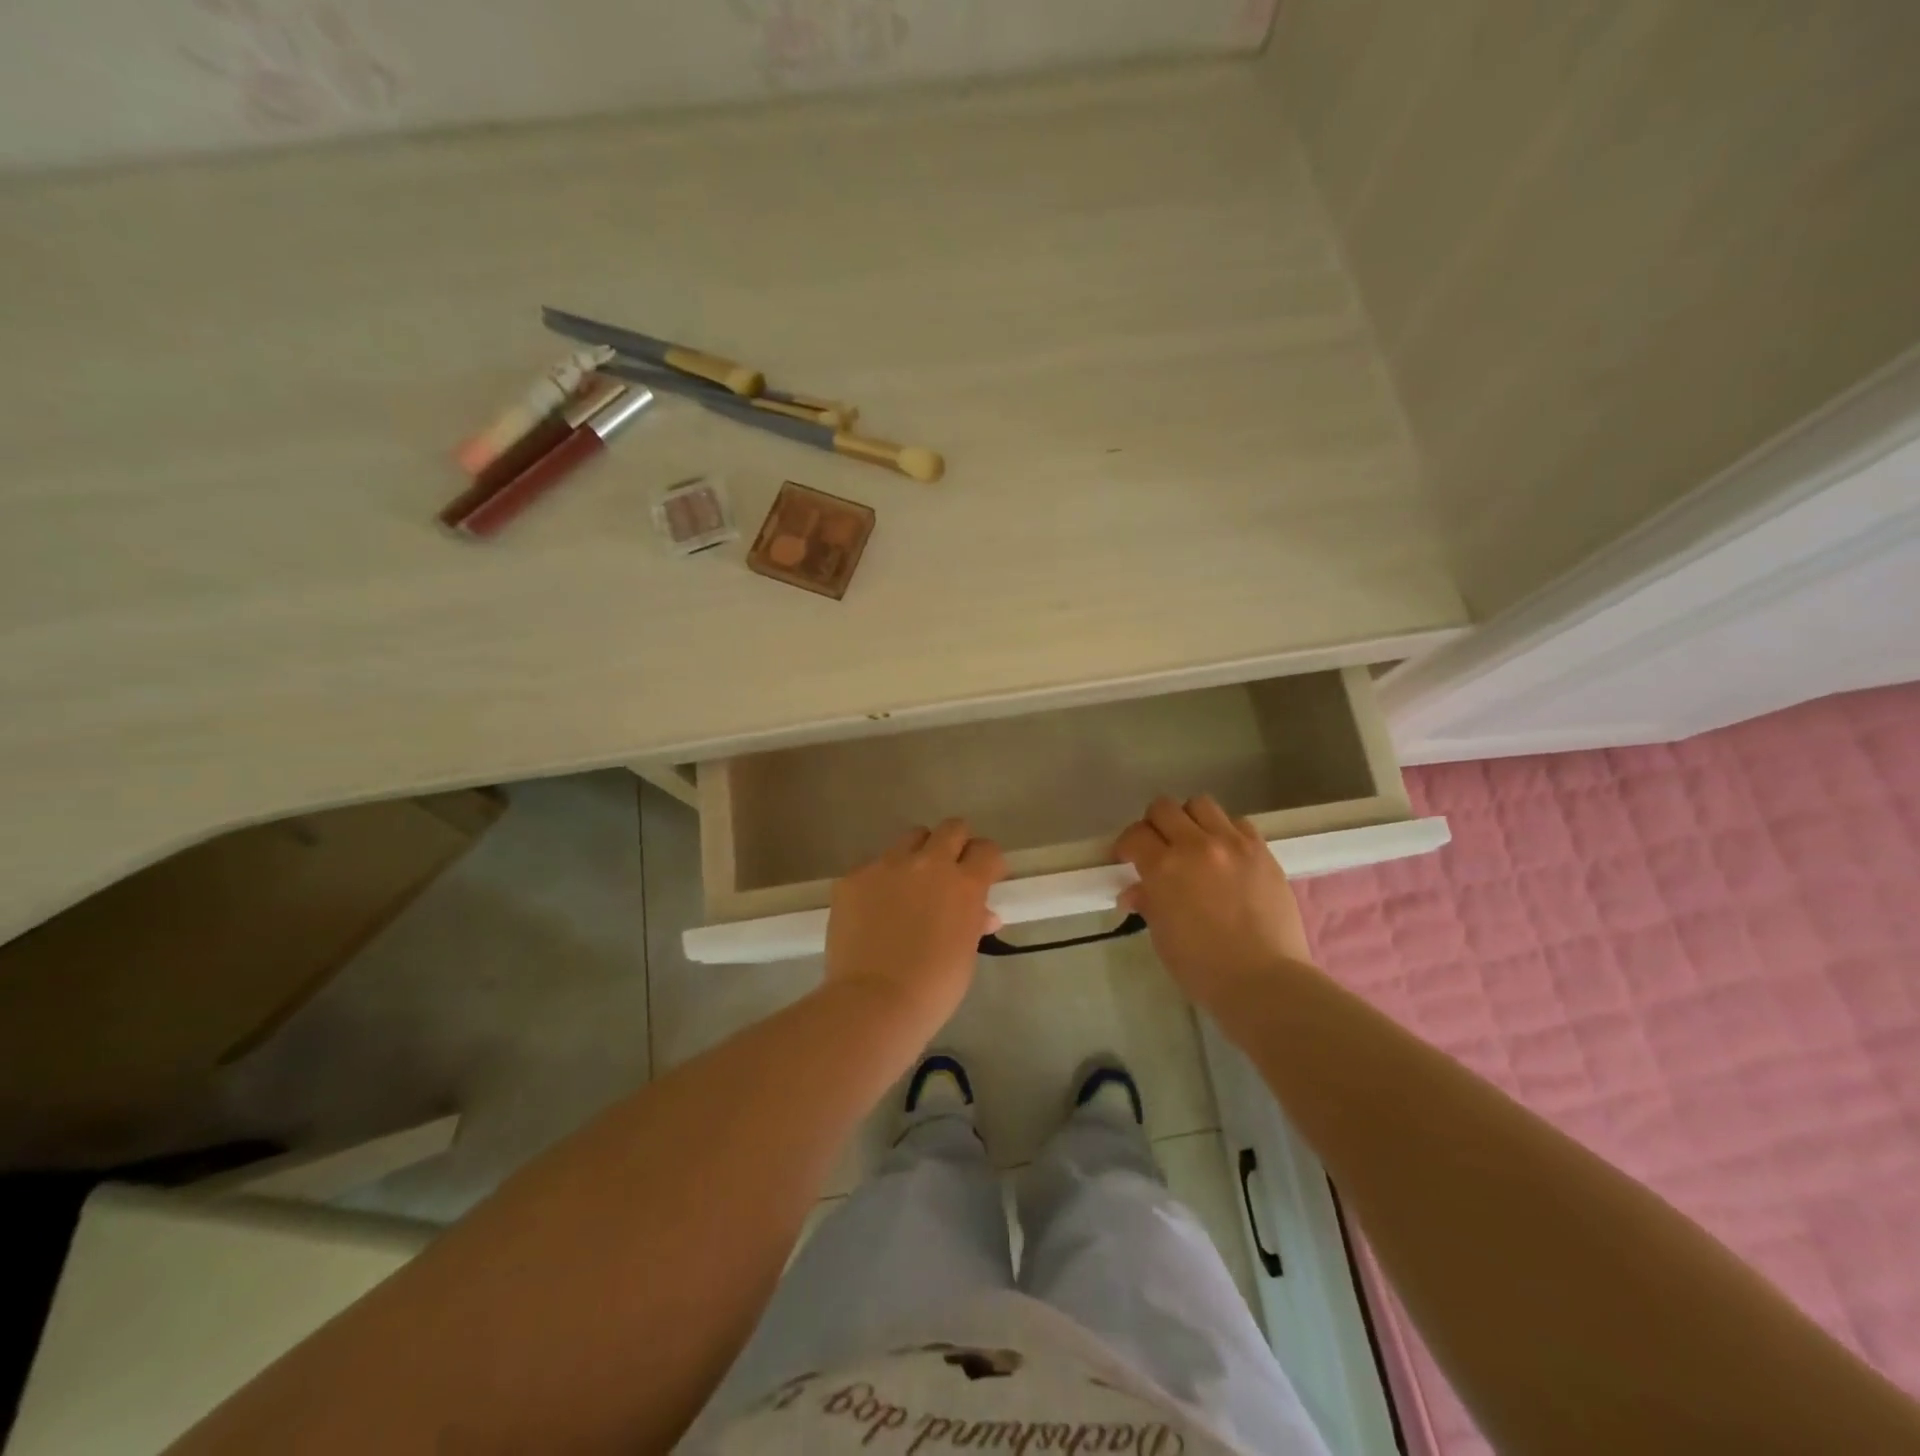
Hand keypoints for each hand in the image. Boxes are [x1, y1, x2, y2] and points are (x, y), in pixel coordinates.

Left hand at [823, 818, 1006, 1030]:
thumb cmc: (933, 987)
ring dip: (917, 855)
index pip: (986, 850)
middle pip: (951, 828)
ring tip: (909, 885)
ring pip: (910, 839)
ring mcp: (887, 865)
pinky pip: (873, 866)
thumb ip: (973, 923)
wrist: (874, 1002)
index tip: (985, 876)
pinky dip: (880, 882)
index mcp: (963, 884)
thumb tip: (982, 914)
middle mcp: (928, 863)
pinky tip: (873, 910)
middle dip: (955, 844)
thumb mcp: (965, 955)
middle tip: (949, 870)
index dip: (988, 861)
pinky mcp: (854, 877)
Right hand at [1114, 795, 1317, 1015]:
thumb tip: (1134, 891)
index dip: (1126, 845)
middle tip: (1157, 847)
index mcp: (1164, 868)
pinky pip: (1238, 823)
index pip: (1135, 835)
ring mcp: (1233, 844)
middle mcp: (1196, 845)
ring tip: (1193, 844)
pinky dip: (1225, 832)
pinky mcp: (1262, 851)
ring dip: (1190, 820)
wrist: (1264, 981)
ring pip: (1201, 804)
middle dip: (1154, 825)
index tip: (1127, 859)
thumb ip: (1148, 903)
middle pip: (1164, 808)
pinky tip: (1226, 855)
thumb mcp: (1162, 936)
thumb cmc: (1203, 968)